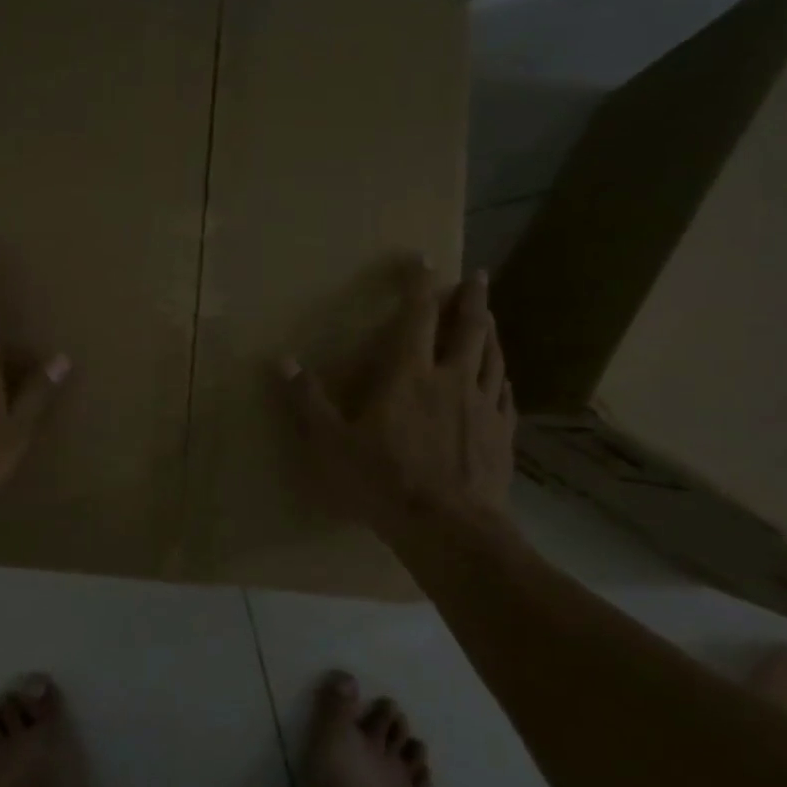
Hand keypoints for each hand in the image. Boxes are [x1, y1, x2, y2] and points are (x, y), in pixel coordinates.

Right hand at [282, 264, 515, 539]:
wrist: (450, 528)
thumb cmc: (384, 481)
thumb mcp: (332, 443)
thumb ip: (309, 401)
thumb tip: (282, 361)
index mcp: (409, 375)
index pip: (417, 316)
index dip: (420, 284)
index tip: (425, 258)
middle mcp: (452, 379)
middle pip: (469, 328)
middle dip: (471, 298)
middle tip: (477, 276)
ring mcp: (483, 406)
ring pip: (493, 356)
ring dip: (491, 331)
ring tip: (491, 316)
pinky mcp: (501, 434)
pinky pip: (504, 394)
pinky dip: (501, 377)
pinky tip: (502, 378)